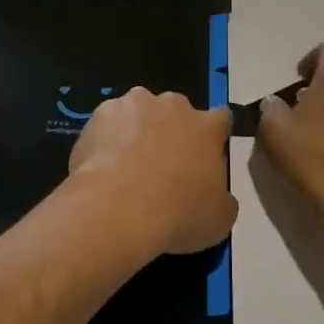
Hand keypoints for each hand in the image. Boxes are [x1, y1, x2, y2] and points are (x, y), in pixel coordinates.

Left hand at [69, 89, 237, 255]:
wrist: (118, 209)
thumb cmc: (178, 214)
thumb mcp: (219, 218)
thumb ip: (221, 196)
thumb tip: (215, 194)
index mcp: (207, 127)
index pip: (221, 118)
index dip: (213, 135)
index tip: (205, 155)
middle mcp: (173, 106)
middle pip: (177, 111)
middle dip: (172, 130)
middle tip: (162, 164)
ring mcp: (135, 105)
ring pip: (140, 111)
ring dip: (138, 130)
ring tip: (127, 165)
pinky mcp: (101, 113)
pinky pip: (108, 122)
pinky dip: (106, 138)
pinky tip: (101, 165)